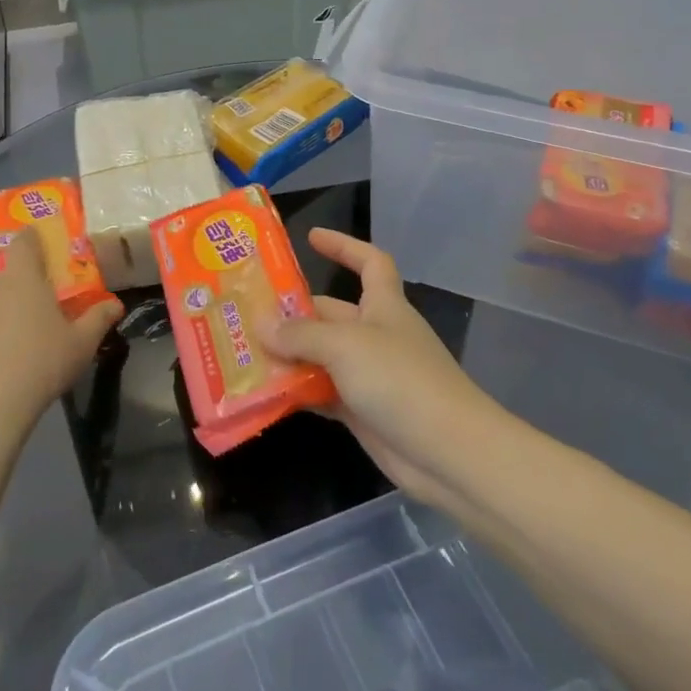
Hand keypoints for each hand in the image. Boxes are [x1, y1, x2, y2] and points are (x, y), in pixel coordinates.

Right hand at [260, 229, 498, 504]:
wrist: (448, 453)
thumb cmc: (401, 380)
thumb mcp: (345, 346)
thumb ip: (301, 334)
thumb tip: (261, 324)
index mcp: (383, 306)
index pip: (369, 262)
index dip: (344, 245)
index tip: (310, 237)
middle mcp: (375, 335)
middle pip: (330, 313)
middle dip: (292, 313)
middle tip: (244, 314)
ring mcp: (369, 375)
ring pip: (320, 356)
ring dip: (287, 355)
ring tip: (242, 353)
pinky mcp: (361, 411)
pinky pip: (321, 393)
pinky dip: (297, 391)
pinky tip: (264, 392)